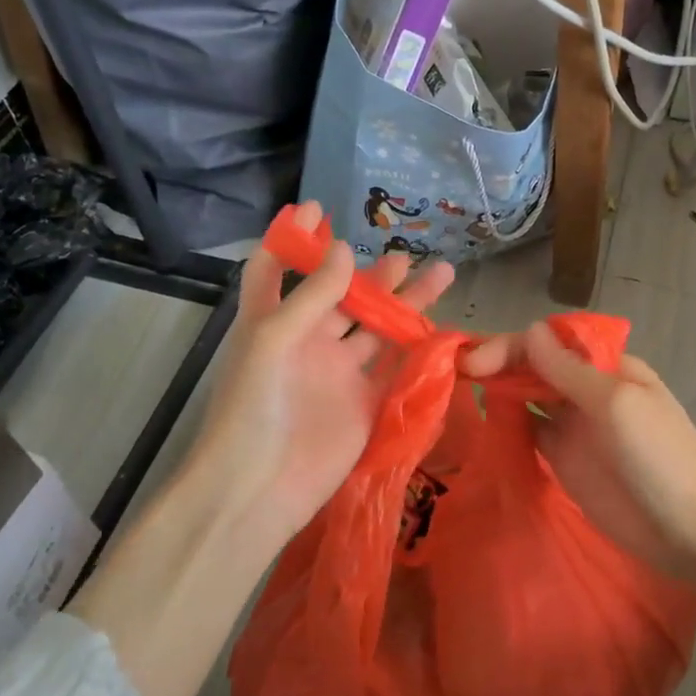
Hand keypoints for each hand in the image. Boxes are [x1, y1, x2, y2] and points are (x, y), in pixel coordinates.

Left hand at [184, 203, 453, 561]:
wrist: (261, 486)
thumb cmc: (253, 405)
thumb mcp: (273, 338)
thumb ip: (313, 295)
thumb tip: (344, 249)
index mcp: (274, 322)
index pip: (278, 269)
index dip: (294, 239)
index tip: (319, 209)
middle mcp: (308, 342)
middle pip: (343, 297)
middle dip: (372, 275)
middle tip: (404, 256)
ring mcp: (338, 373)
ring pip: (377, 330)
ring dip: (405, 305)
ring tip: (441, 276)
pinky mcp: (365, 402)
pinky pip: (395, 369)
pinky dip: (416, 350)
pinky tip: (442, 330)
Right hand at [461, 323, 695, 584]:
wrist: (689, 530)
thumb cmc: (659, 457)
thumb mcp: (616, 403)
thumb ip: (569, 370)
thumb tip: (529, 330)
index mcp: (607, 366)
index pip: (550, 342)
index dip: (511, 345)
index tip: (476, 361)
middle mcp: (586, 389)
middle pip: (535, 366)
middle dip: (499, 363)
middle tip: (458, 372)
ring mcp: (574, 426)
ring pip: (528, 396)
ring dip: (499, 389)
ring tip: (459, 390)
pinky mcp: (563, 459)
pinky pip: (528, 432)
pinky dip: (507, 423)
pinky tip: (484, 421)